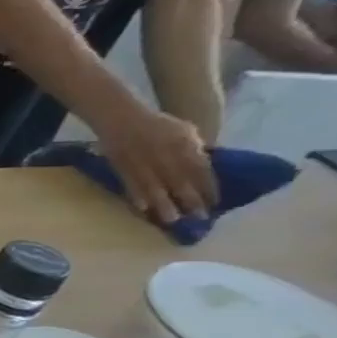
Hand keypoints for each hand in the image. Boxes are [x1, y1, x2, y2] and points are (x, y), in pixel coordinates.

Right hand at [94, 106, 215, 224]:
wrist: (120, 118)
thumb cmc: (155, 123)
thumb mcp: (183, 130)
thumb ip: (194, 147)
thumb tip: (203, 166)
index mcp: (184, 144)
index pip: (201, 169)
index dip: (209, 186)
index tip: (215, 203)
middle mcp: (165, 155)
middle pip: (180, 181)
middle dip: (190, 199)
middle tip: (198, 218)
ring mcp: (142, 162)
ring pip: (155, 186)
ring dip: (164, 204)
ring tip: (171, 220)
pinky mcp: (122, 167)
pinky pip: (131, 184)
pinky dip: (137, 196)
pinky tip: (142, 208)